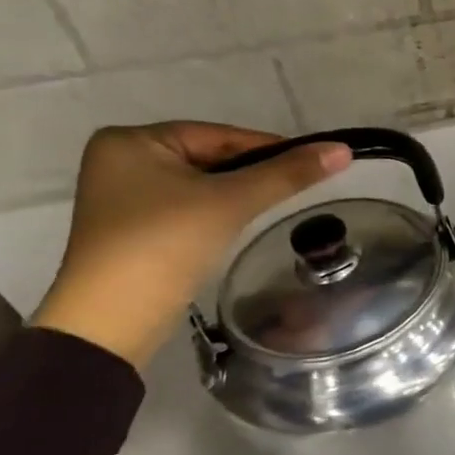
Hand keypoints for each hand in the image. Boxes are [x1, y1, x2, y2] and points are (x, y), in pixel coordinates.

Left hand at [30, 122, 350, 369]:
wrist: (112, 319)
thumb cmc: (165, 244)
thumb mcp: (231, 202)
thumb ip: (287, 174)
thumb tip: (341, 150)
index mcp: (133, 141)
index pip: (219, 135)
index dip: (269, 148)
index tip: (312, 163)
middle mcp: (121, 160)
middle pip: (210, 158)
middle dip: (253, 174)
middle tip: (298, 187)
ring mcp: (124, 197)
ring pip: (201, 184)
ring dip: (238, 195)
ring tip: (275, 207)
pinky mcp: (133, 228)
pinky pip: (188, 207)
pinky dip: (217, 213)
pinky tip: (239, 225)